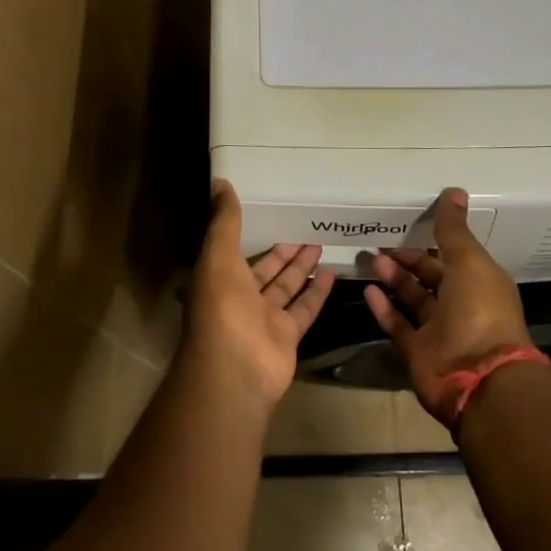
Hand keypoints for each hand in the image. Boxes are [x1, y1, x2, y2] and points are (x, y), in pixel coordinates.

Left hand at [184, 180, 335, 407]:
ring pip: (286, 287)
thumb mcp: (218, 256)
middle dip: (281, 250)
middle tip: (303, 226)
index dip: (248, 232)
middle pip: (263, 269)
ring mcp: (263, 319)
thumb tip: (219, 180)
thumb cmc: (222, 307)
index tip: (267, 212)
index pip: (232, 250)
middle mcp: (238, 298)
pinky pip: (304, 308)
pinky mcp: (287, 336)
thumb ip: (224, 221)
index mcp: (216, 278)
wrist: (235, 370)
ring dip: (301, 266)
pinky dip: (318, 292)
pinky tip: (334, 271)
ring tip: (320, 242)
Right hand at [365, 188, 534, 425]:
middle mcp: (461, 304)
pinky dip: (383, 308)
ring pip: (412, 298)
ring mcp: (439, 330)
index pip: (453, 255)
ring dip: (393, 278)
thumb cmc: (480, 311)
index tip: (408, 222)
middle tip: (380, 240)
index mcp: (479, 282)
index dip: (433, 239)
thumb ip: (454, 229)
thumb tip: (454, 191)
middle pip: (430, 275)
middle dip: (408, 258)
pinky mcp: (418, 351)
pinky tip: (367, 290)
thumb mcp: (469, 262)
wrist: (478, 378)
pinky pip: (397, 325)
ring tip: (371, 259)